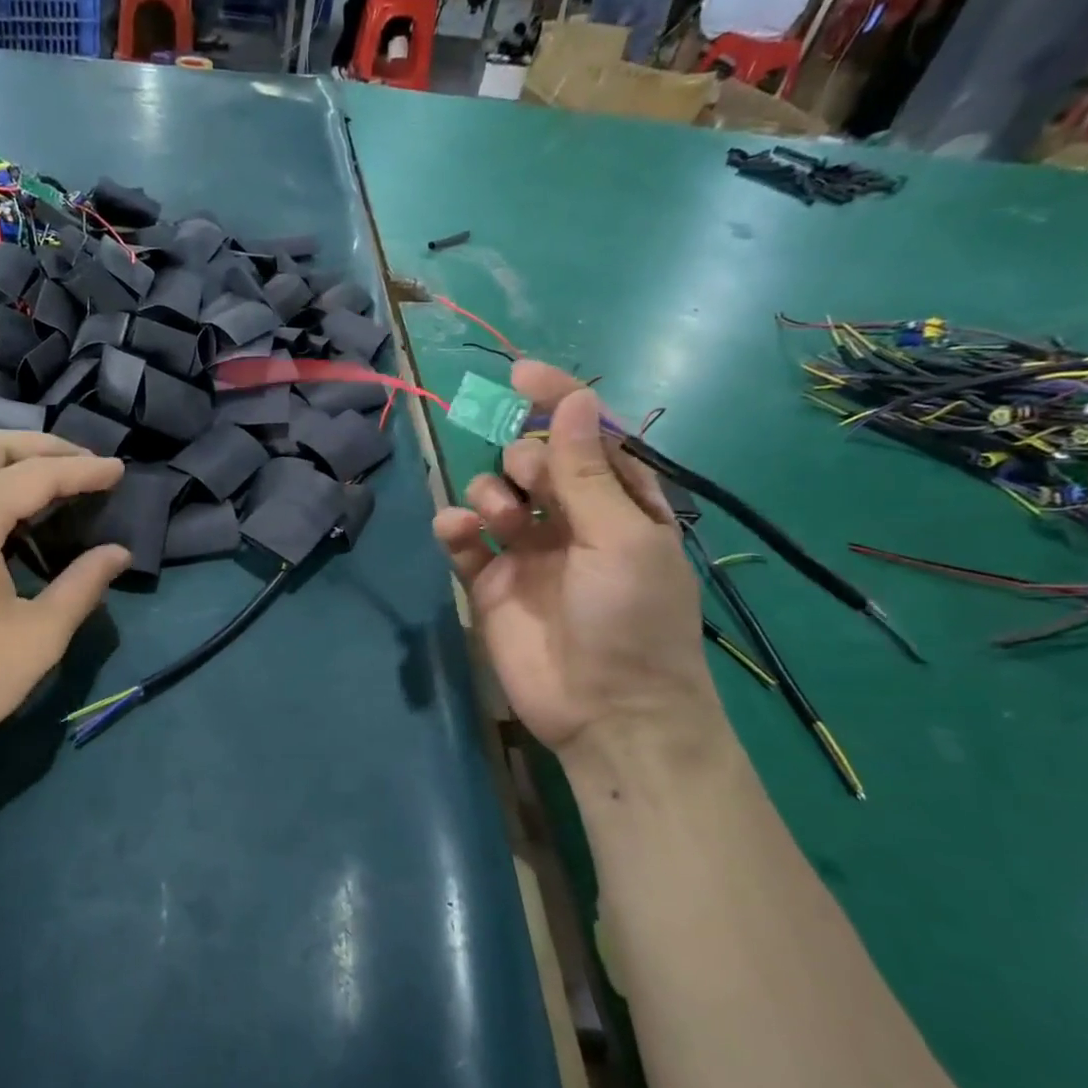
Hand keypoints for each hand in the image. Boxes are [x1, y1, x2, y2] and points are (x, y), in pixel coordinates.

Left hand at [0, 431, 129, 780]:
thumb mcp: (37, 638)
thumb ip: (82, 586)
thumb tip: (117, 553)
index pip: (36, 475)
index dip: (84, 471)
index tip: (121, 471)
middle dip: (46, 448)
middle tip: (88, 467)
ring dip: (13, 462)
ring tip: (56, 484)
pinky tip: (9, 514)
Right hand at [433, 362, 716, 755]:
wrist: (607, 714)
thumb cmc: (631, 621)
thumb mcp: (620, 538)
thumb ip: (587, 471)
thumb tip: (575, 398)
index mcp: (620, 503)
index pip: (586, 436)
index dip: (557, 401)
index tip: (521, 374)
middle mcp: (572, 521)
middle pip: (532, 460)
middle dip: (523, 458)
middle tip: (528, 485)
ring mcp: (527, 553)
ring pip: (494, 494)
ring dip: (490, 493)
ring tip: (501, 522)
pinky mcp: (490, 584)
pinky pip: (464, 540)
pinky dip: (455, 527)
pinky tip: (458, 532)